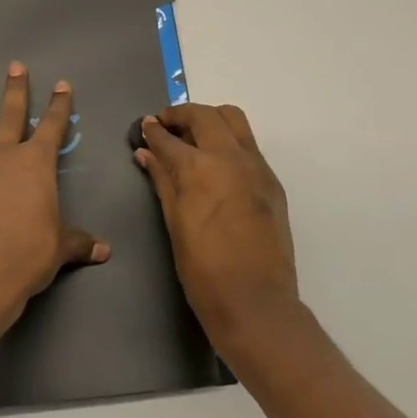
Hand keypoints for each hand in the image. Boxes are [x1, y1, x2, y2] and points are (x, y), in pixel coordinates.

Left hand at [0, 62, 109, 341]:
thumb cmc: (27, 254)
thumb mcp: (60, 248)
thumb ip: (79, 243)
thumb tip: (104, 251)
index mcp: (36, 165)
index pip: (52, 128)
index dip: (59, 106)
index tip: (62, 84)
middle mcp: (4, 158)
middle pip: (12, 116)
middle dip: (16, 91)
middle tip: (15, 66)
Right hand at [136, 103, 298, 345]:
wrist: (256, 302)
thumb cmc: (203, 270)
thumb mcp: (174, 223)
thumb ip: (161, 181)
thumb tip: (146, 153)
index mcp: (198, 167)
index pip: (168, 137)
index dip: (153, 129)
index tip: (145, 125)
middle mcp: (229, 156)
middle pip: (204, 115)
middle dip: (181, 115)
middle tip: (167, 127)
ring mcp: (255, 166)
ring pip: (233, 119)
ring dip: (211, 119)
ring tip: (195, 138)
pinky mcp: (272, 181)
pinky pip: (249, 145)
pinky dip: (230, 141)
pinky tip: (218, 164)